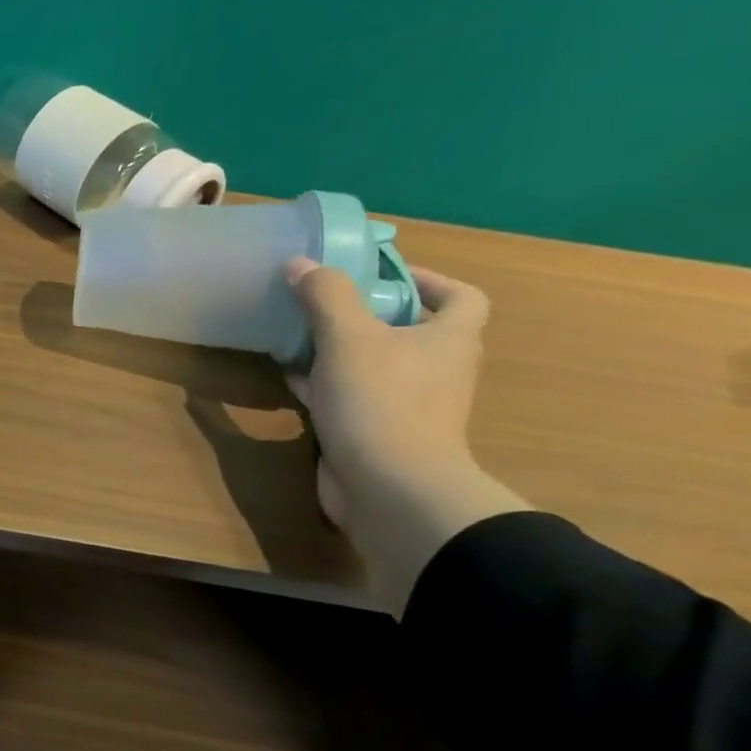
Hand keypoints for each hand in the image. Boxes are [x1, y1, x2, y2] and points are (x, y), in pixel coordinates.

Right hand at [287, 257, 527, 611]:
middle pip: (409, 331)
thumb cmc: (381, 400)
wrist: (388, 486)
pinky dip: (322, 384)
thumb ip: (325, 295)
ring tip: (297, 333)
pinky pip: (349, 397)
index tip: (382, 275)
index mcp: (449, 340)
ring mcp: (406, 406)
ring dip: (339, 350)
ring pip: (373, 365)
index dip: (429, 280)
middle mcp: (436, 370)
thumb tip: (300, 264)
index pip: (462, 298)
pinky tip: (288, 376)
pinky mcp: (374, 433)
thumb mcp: (348, 336)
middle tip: (324, 301)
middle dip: (368, 314)